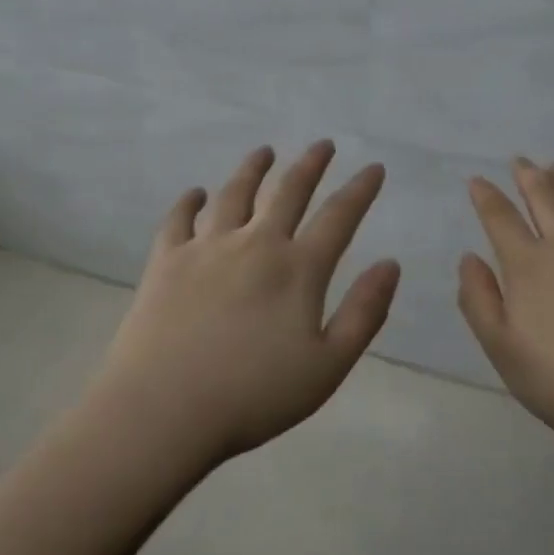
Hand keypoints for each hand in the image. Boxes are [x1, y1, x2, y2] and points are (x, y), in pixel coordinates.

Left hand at [93, 141, 398, 465]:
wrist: (163, 409)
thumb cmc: (253, 396)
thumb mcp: (327, 366)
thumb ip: (364, 313)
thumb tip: (391, 264)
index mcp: (297, 270)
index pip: (338, 217)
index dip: (360, 189)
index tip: (373, 167)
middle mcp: (255, 244)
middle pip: (288, 192)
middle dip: (310, 165)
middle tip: (323, 144)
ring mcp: (207, 248)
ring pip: (234, 194)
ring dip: (253, 169)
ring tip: (264, 152)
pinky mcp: (166, 261)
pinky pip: (179, 219)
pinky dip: (189, 202)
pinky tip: (195, 194)